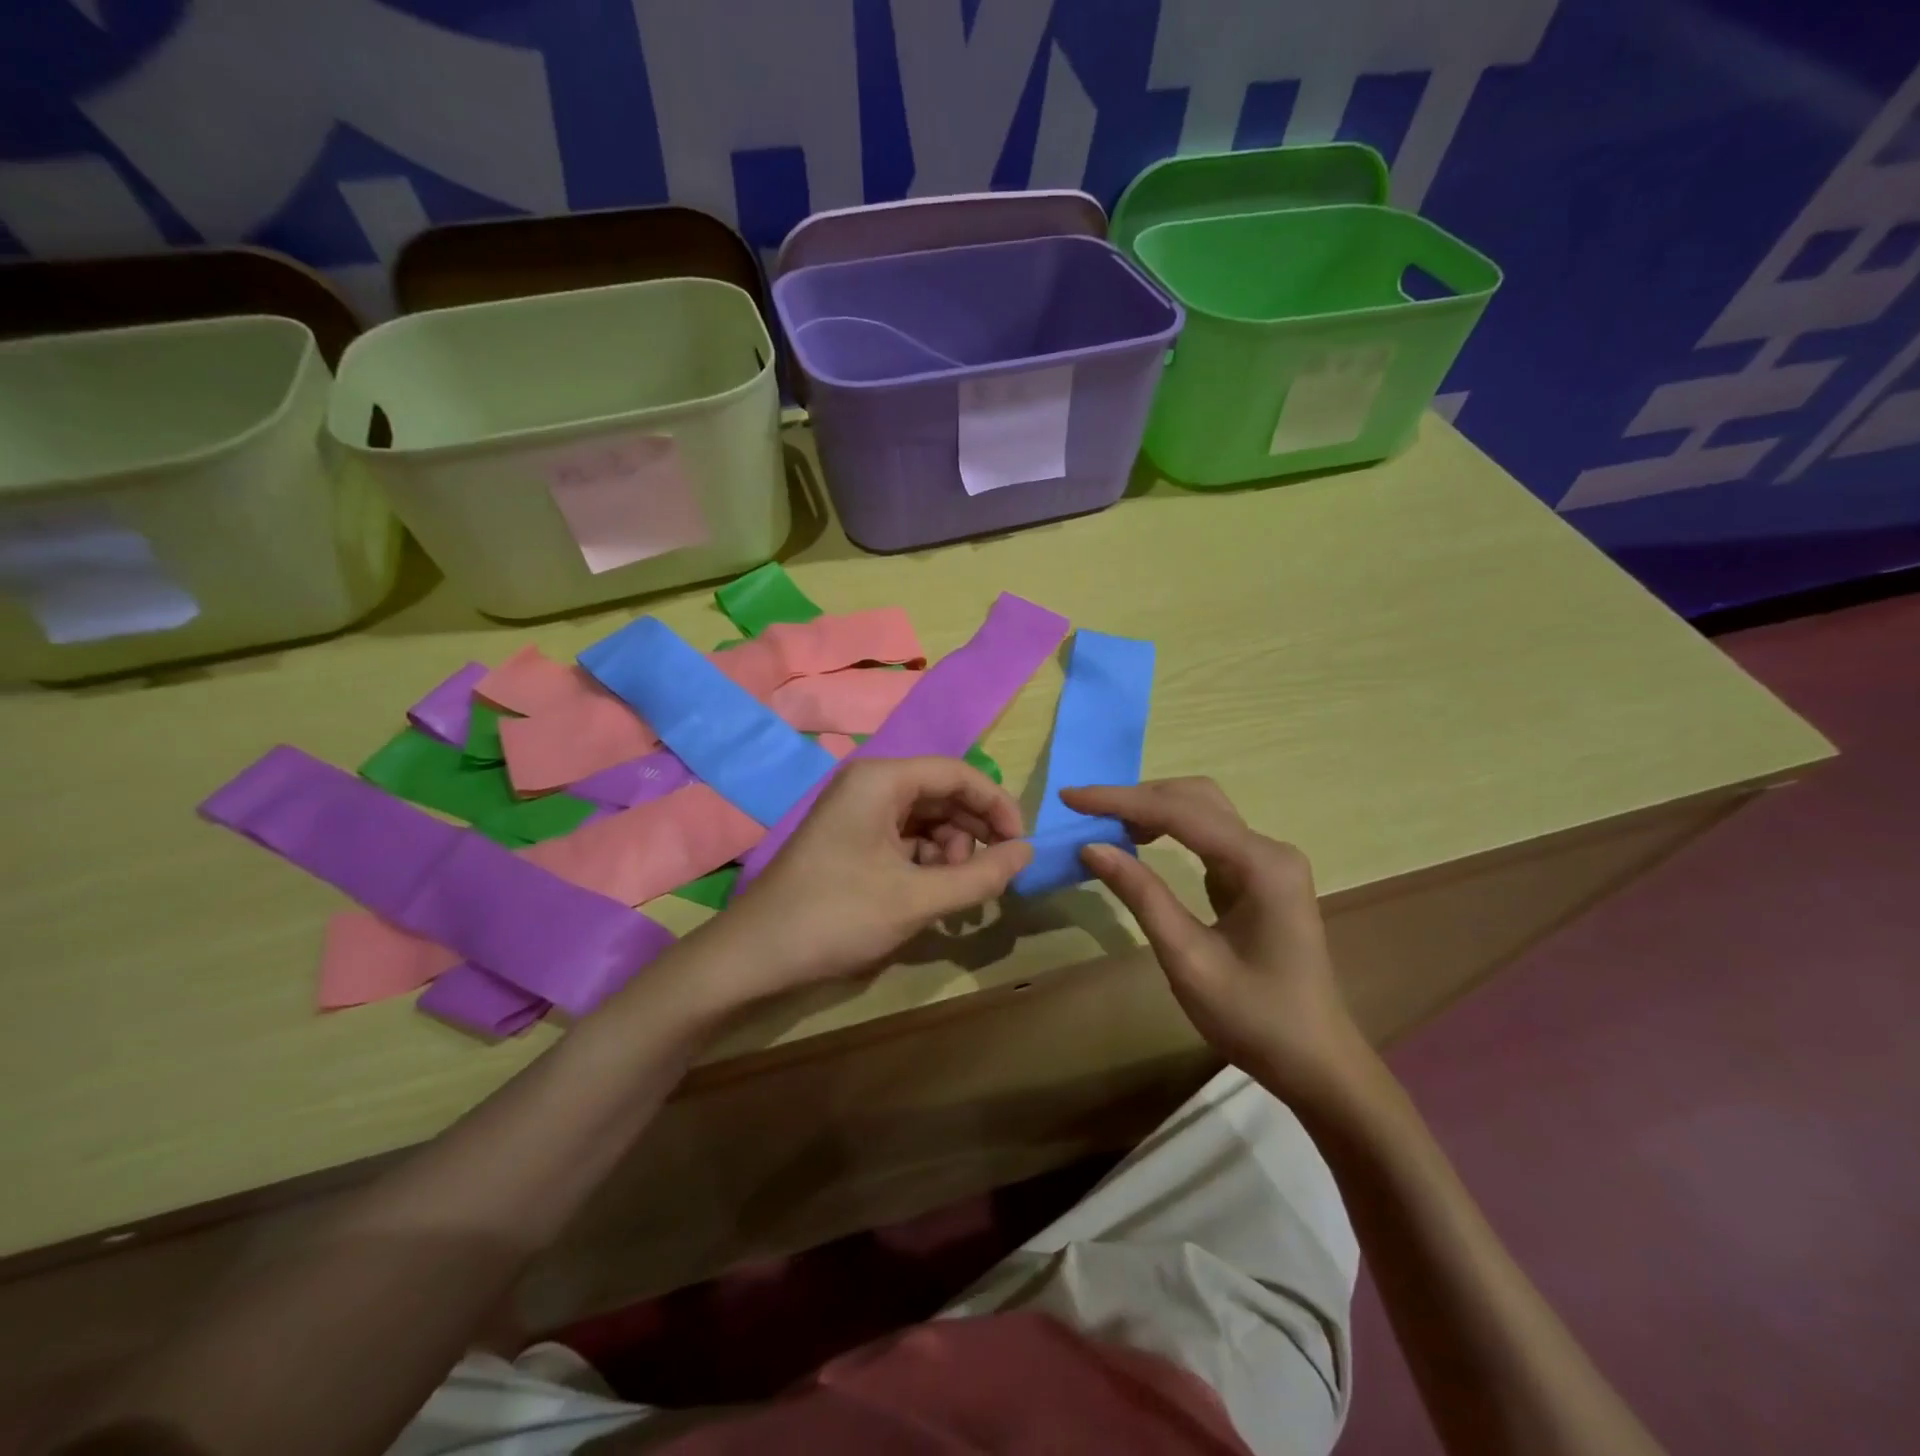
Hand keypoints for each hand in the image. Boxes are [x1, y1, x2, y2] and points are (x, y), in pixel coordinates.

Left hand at [717, 758, 1032, 996]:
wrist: (755, 955)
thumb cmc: (837, 916)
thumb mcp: (917, 899)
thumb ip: (980, 875)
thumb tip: (1028, 853)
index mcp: (882, 780)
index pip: (959, 774)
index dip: (998, 806)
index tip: (1021, 846)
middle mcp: (870, 785)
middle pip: (942, 794)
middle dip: (972, 833)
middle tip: (992, 876)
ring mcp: (857, 813)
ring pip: (925, 819)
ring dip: (950, 853)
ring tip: (955, 895)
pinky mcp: (851, 840)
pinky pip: (904, 839)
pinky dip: (926, 864)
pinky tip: (931, 897)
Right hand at [1062, 778, 1372, 1104]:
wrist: (1314, 1062)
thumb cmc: (1253, 1018)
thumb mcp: (1187, 959)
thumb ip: (1142, 896)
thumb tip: (1091, 847)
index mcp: (1261, 864)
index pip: (1180, 813)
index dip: (1121, 801)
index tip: (1071, 797)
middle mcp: (1269, 849)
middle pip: (1196, 798)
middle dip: (1137, 798)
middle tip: (1084, 810)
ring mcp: (1268, 861)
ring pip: (1203, 811)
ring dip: (1153, 809)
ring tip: (1104, 823)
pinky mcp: (1259, 876)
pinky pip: (1209, 836)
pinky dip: (1169, 829)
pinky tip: (1139, 840)